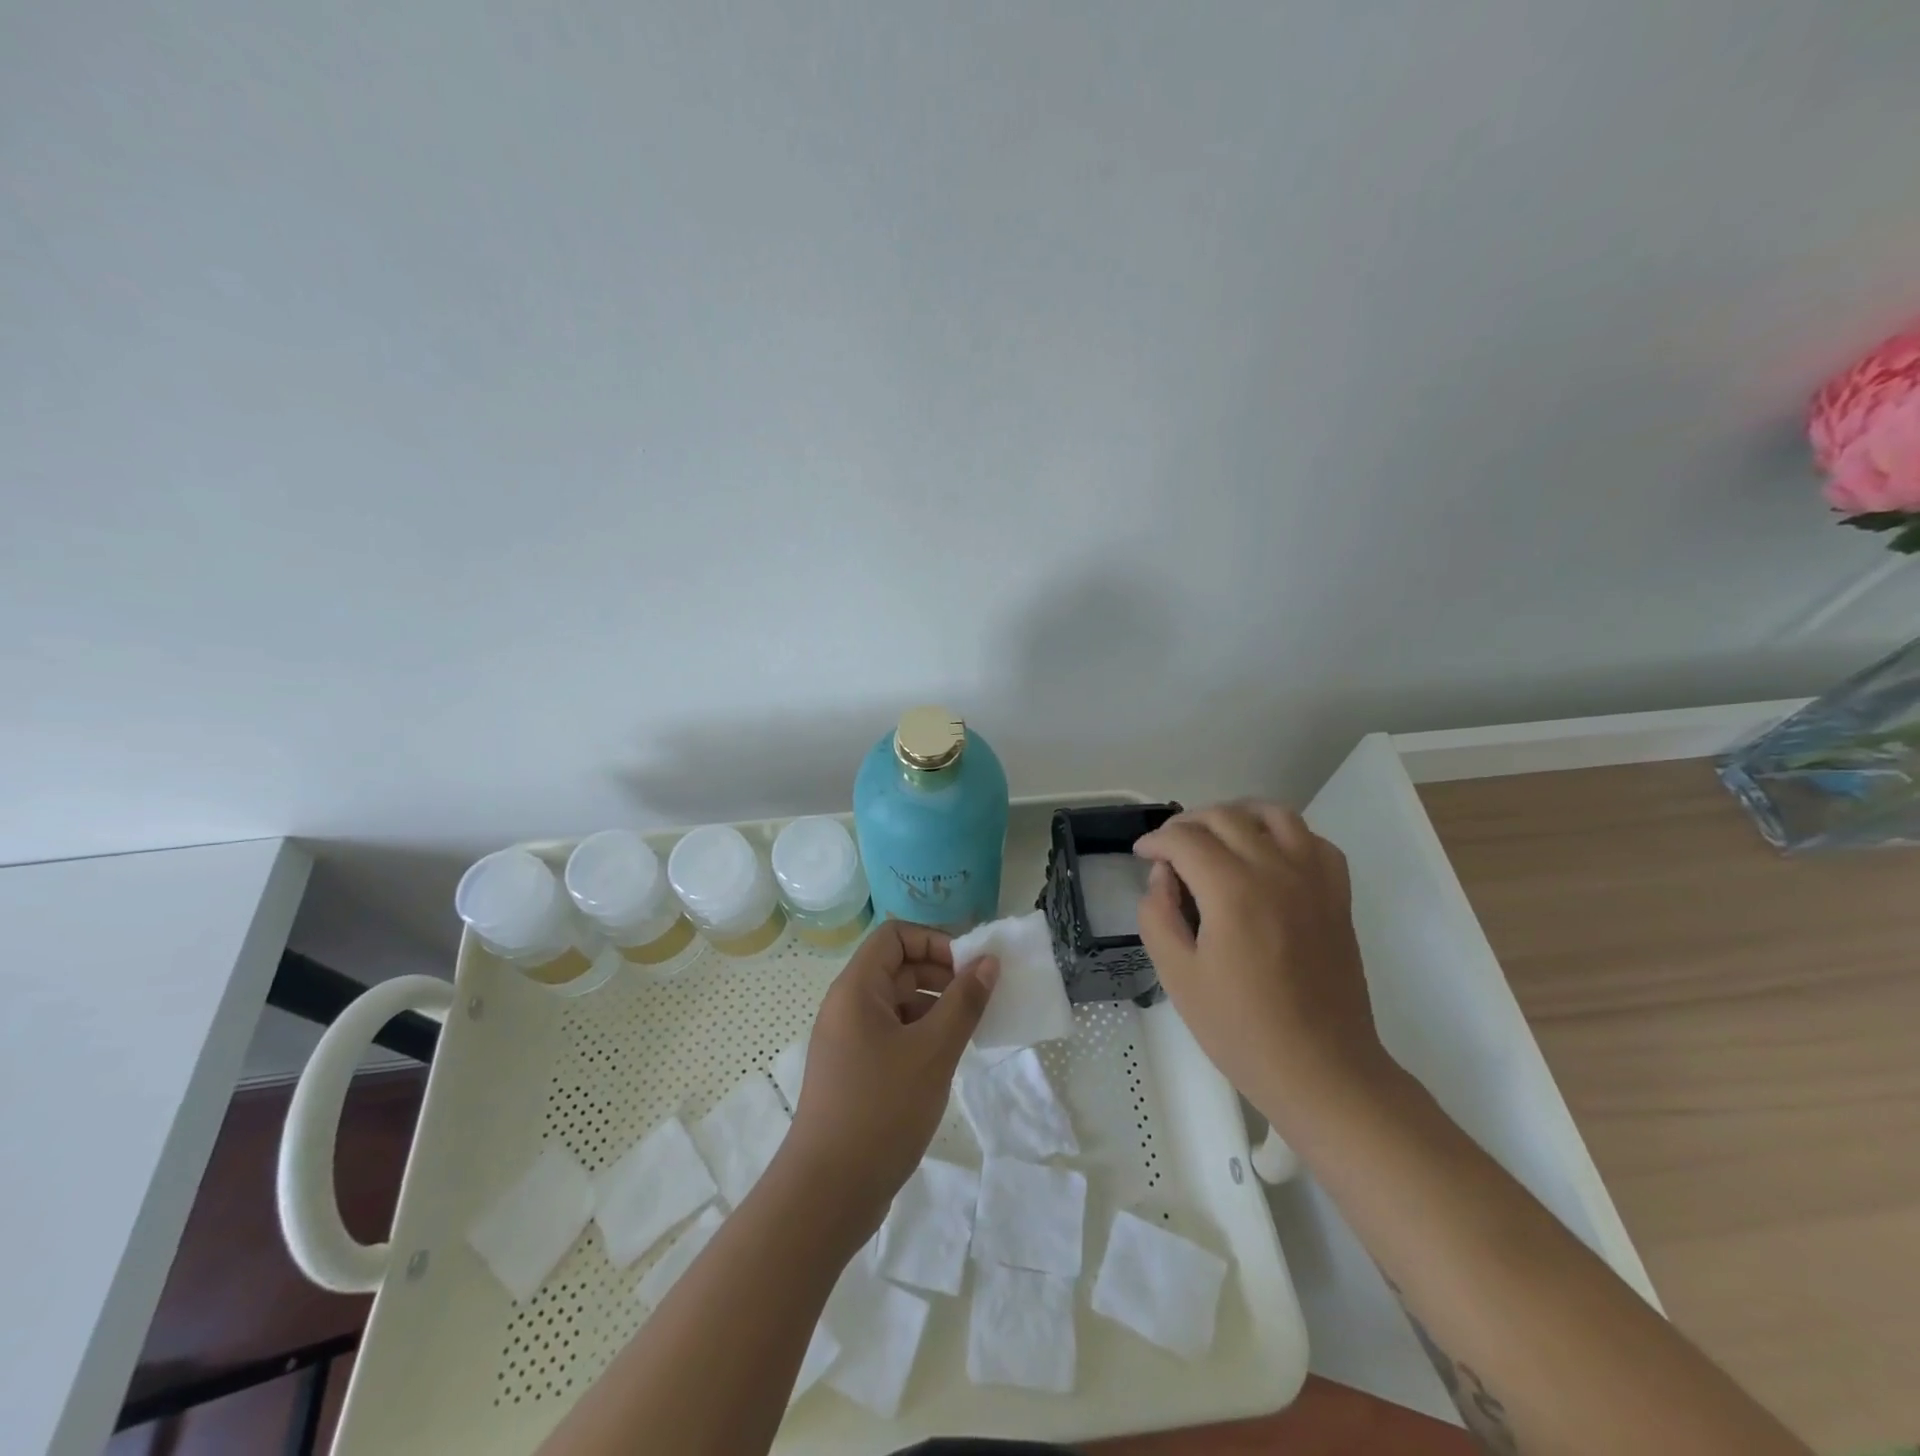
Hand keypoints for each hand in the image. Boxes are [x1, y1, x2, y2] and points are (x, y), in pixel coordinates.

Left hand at [782, 921, 998, 1233]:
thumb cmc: (881, 1110)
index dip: (934, 941)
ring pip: (897, 1003)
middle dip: (940, 974)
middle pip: (897, 966)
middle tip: (980, 998)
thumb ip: (964, 1002)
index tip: (969, 968)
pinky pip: (892, 1034)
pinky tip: (947, 1058)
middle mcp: (847, 1006)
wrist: (827, 1193)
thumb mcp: (933, 1051)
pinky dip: (922, 1035)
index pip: (895, 936)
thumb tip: (988, 961)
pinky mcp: (855, 1071)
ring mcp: (849, 1040)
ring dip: (935, 1006)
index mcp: (856, 989)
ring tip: (971, 1029)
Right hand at [1134, 801, 1387, 1127]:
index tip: (1141, 855)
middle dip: (1187, 824)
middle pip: (1225, 817)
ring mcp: (1314, 879)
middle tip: (1169, 848)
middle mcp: (1276, 870)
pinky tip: (1266, 855)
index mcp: (1233, 891)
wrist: (1322, 1069)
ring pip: (1273, 814)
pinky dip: (1284, 833)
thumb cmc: (1241, 1030)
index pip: (1185, 840)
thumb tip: (1163, 876)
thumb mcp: (1177, 977)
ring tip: (1216, 836)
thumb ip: (1158, 915)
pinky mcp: (1337, 895)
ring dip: (1236, 815)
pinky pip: (1313, 840)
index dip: (1156, 840)